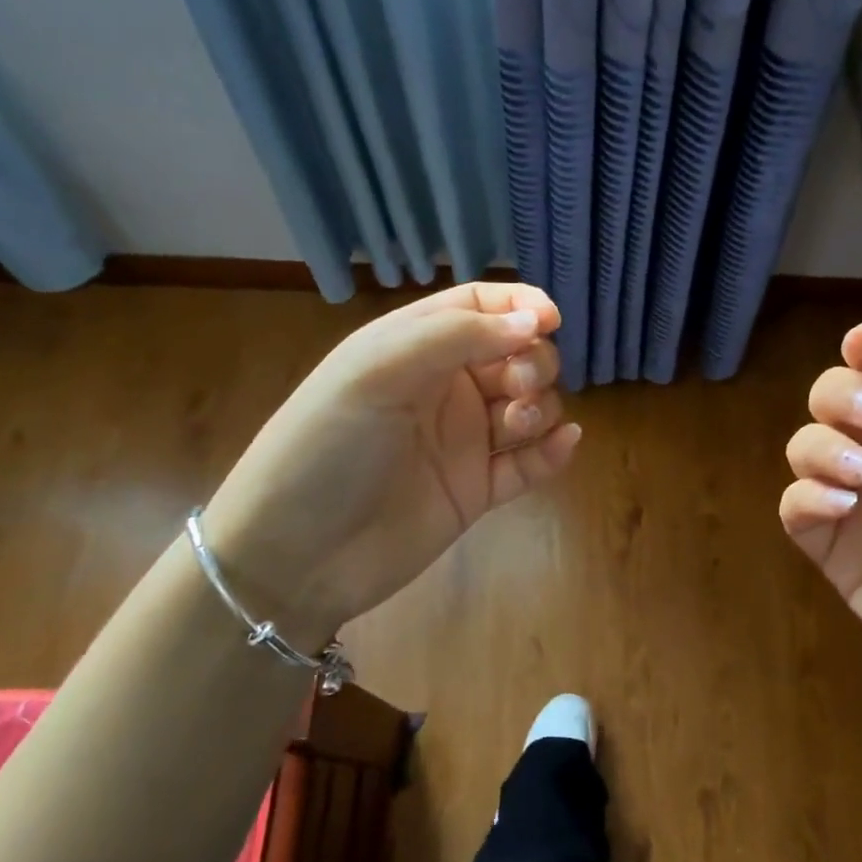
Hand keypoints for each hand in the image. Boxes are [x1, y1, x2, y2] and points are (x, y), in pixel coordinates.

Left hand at [205, 283, 580, 640]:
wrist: (297, 556)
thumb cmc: (326, 447)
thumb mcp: (377, 372)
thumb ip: (457, 337)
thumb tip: (535, 321)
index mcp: (413, 348)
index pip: (478, 308)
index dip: (519, 305)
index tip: (551, 319)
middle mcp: (444, 389)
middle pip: (515, 355)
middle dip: (532, 361)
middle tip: (518, 387)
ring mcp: (463, 442)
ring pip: (529, 407)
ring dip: (539, 407)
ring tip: (514, 427)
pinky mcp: (477, 490)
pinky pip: (529, 463)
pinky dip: (552, 452)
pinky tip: (565, 444)